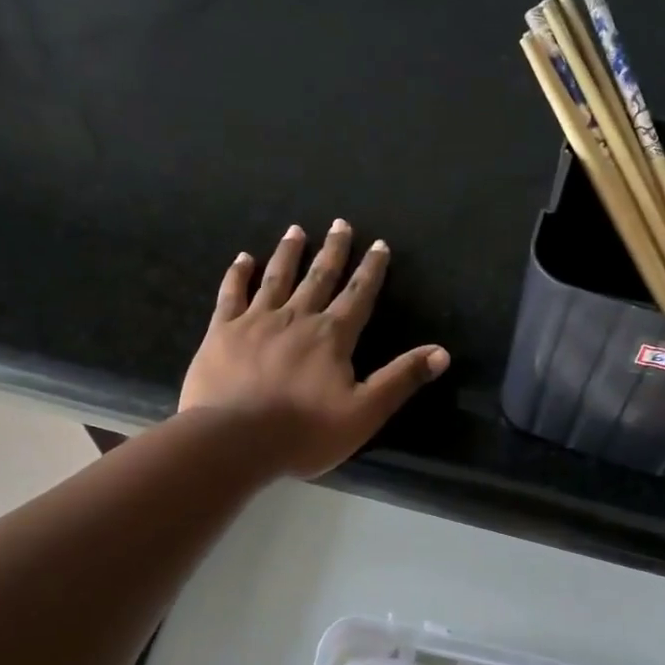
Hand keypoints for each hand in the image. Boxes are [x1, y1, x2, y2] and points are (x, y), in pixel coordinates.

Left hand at [179, 220, 449, 478]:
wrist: (234, 441)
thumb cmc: (304, 432)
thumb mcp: (364, 412)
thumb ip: (401, 379)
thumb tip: (442, 352)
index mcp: (332, 336)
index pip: (358, 295)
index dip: (371, 270)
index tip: (379, 245)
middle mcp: (296, 317)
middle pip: (319, 277)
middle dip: (333, 250)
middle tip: (340, 224)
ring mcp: (256, 321)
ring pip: (277, 277)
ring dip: (289, 252)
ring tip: (296, 230)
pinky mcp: (222, 331)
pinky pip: (232, 294)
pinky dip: (238, 274)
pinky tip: (243, 258)